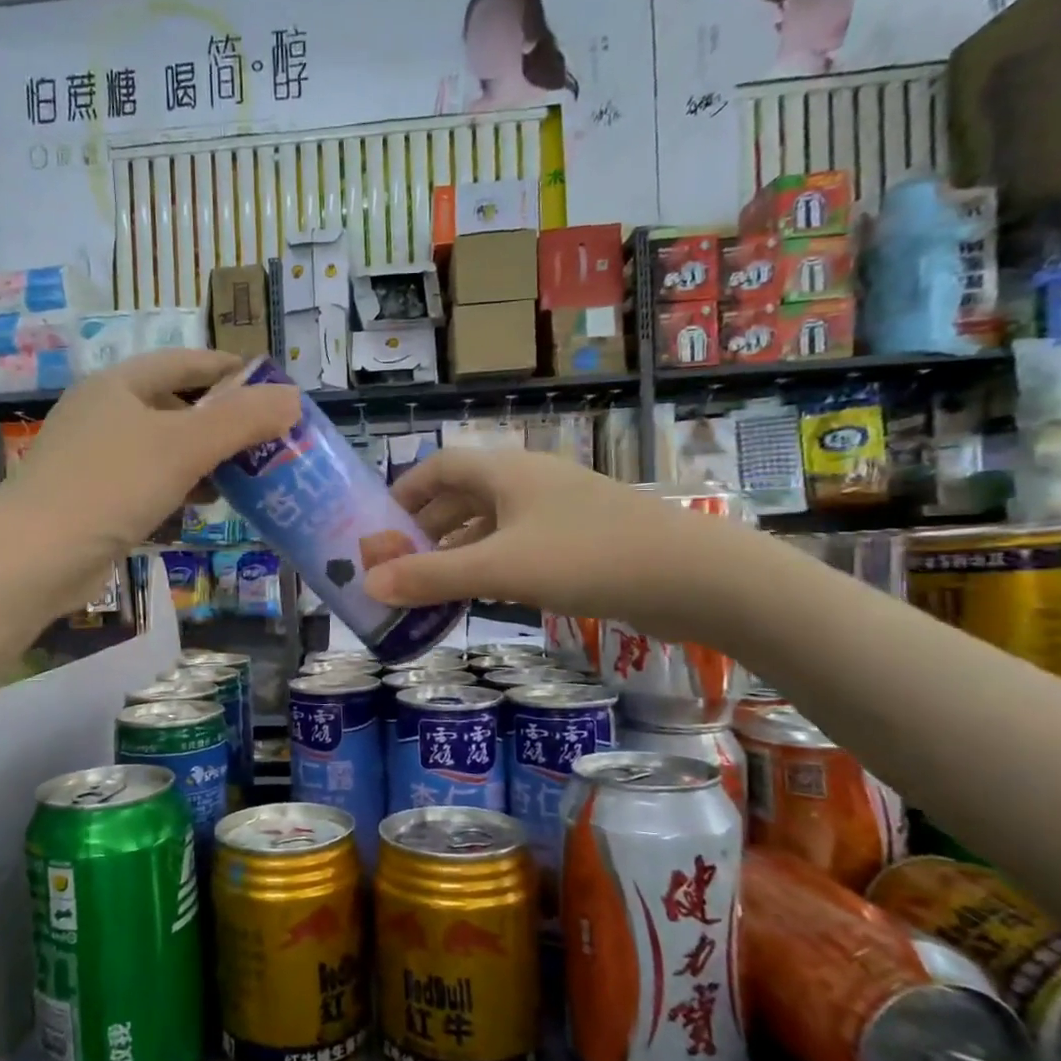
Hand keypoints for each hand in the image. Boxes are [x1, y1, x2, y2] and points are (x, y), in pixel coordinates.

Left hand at [0, 351, 297, 604]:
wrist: (32, 559)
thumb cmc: (109, 487)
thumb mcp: (183, 447)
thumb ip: (241, 421)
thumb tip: (293, 397)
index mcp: (119, 386)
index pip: (185, 362)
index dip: (230, 370)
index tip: (272, 386)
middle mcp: (103, 414)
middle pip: (175, 407)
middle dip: (222, 424)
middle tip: (265, 442)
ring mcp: (93, 460)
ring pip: (163, 450)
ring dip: (203, 462)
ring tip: (242, 480)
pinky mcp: (92, 501)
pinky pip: (147, 486)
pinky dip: (177, 493)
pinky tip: (198, 512)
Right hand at [364, 449, 765, 642]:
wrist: (692, 576)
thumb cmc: (587, 557)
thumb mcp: (500, 568)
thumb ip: (432, 577)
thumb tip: (368, 585)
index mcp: (507, 472)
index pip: (439, 467)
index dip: (404, 492)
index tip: (378, 526)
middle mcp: (530, 482)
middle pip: (463, 495)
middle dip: (426, 527)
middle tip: (399, 563)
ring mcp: (559, 511)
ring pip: (492, 523)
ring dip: (458, 549)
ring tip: (430, 584)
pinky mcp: (581, 541)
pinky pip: (519, 545)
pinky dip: (491, 564)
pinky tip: (483, 594)